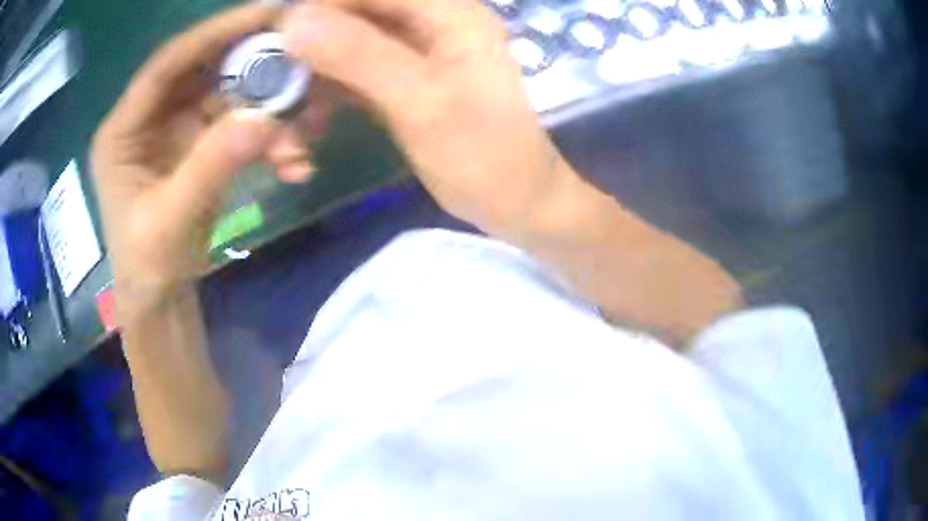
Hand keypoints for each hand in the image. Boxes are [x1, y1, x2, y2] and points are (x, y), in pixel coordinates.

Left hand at [92, 3, 332, 319]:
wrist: (161, 301)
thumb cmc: (149, 267)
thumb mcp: (171, 221)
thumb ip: (211, 167)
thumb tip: (266, 119)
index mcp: (122, 131)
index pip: (166, 65)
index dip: (212, 34)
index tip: (265, 14)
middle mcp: (148, 119)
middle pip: (202, 71)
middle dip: (250, 66)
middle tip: (298, 57)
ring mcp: (176, 130)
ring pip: (227, 97)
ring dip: (268, 111)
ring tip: (302, 137)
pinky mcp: (200, 145)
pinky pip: (238, 125)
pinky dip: (268, 138)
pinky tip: (292, 162)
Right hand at [279, 0, 580, 235]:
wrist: (515, 201)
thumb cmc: (483, 155)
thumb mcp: (420, 102)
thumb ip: (358, 54)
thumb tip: (294, 19)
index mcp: (448, 12)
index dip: (319, 6)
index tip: (275, 39)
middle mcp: (432, 22)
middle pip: (354, 14)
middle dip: (310, 46)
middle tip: (275, 87)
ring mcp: (416, 52)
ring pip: (347, 46)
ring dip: (313, 79)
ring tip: (292, 122)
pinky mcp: (403, 81)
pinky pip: (354, 74)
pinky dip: (328, 97)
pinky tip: (310, 127)